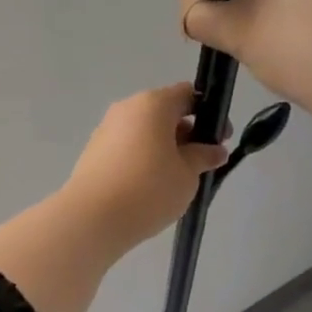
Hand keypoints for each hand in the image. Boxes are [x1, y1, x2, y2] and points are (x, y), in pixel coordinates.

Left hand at [61, 83, 228, 255]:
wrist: (92, 218)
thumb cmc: (149, 189)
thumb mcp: (187, 174)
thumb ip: (203, 157)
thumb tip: (216, 150)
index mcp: (153, 104)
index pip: (187, 94)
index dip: (208, 113)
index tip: (220, 138)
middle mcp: (127, 108)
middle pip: (164, 112)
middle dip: (186, 133)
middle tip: (201, 162)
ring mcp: (107, 129)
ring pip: (145, 131)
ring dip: (164, 147)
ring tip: (177, 179)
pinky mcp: (94, 151)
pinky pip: (128, 146)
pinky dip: (143, 158)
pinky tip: (151, 186)